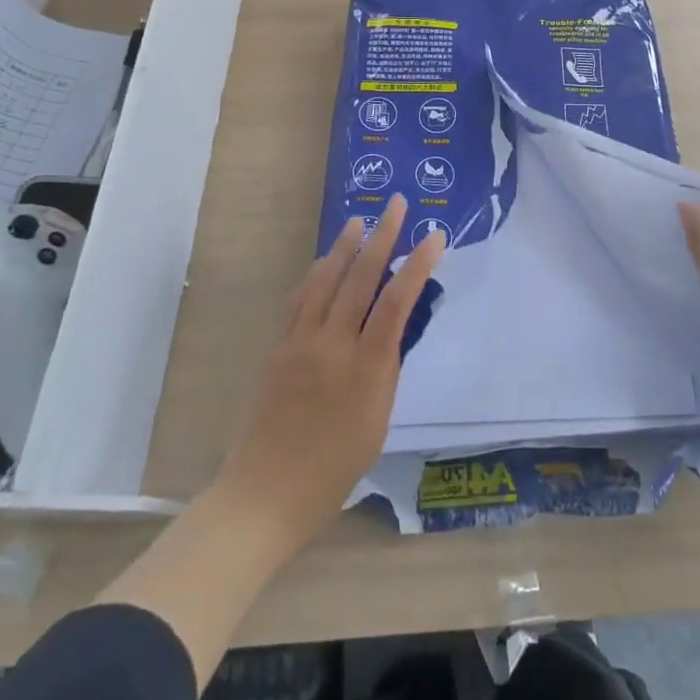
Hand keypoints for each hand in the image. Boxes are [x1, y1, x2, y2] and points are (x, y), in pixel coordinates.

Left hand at [214, 194, 445, 555]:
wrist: (265, 495)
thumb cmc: (334, 469)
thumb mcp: (378, 420)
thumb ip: (386, 368)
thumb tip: (393, 327)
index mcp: (366, 367)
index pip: (397, 301)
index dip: (418, 264)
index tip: (435, 236)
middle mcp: (333, 344)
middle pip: (360, 277)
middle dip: (382, 236)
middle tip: (397, 205)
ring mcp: (300, 342)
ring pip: (326, 279)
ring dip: (344, 246)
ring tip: (359, 220)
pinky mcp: (277, 347)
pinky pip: (300, 299)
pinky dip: (316, 273)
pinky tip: (325, 261)